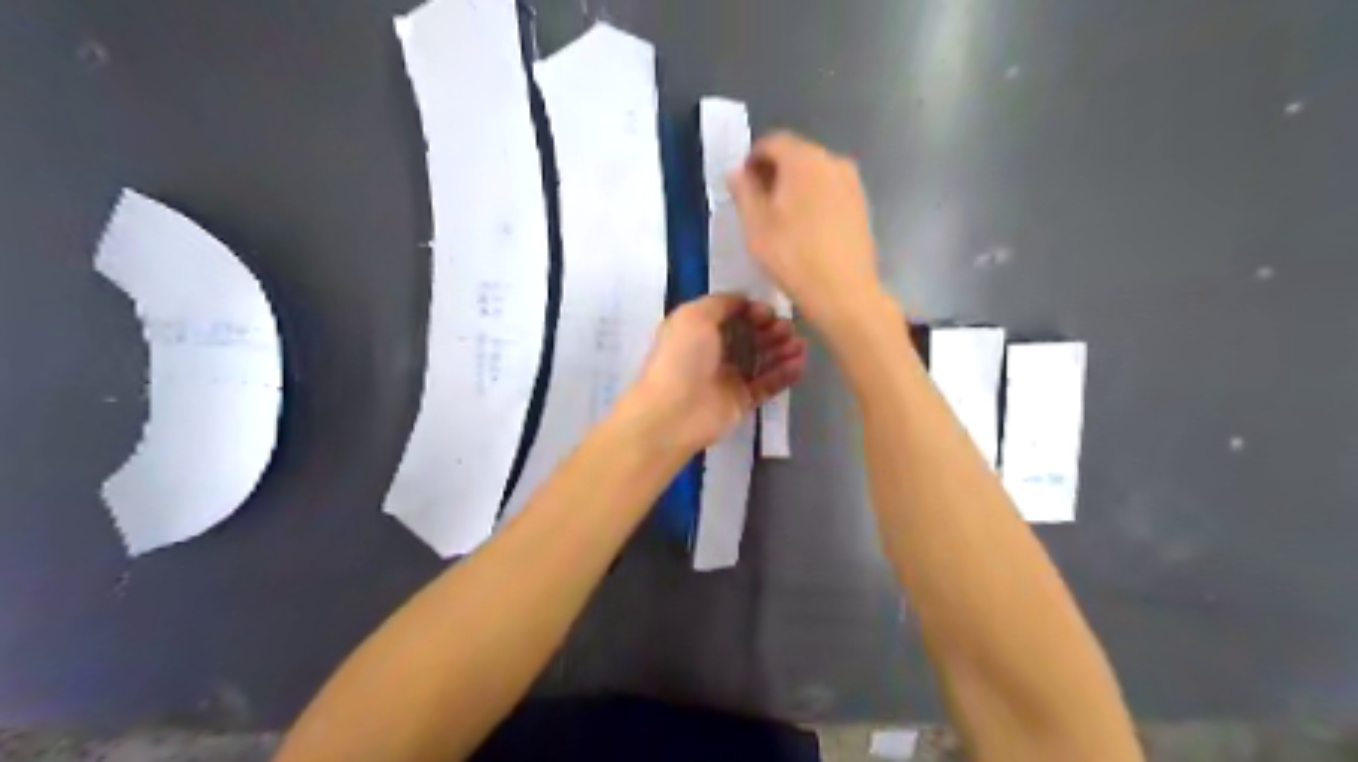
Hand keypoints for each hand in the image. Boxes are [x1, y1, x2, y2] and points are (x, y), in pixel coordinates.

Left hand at [629, 294, 802, 454]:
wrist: (674, 412)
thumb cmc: (681, 358)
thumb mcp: (694, 316)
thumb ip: (720, 303)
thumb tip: (743, 301)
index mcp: (698, 330)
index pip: (732, 315)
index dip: (751, 311)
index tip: (768, 312)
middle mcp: (713, 352)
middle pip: (750, 336)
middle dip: (771, 329)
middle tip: (788, 328)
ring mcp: (729, 378)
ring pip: (761, 359)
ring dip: (782, 349)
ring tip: (800, 345)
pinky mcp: (741, 401)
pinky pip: (767, 385)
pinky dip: (784, 374)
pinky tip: (800, 364)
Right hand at [732, 130, 892, 344]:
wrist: (844, 293)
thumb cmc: (793, 257)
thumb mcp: (755, 226)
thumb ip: (744, 191)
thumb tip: (737, 172)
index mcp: (804, 160)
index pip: (772, 142)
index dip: (752, 160)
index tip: (741, 186)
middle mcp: (833, 161)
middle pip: (796, 155)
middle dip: (774, 173)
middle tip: (757, 205)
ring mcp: (852, 183)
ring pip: (815, 174)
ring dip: (795, 188)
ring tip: (781, 221)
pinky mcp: (862, 205)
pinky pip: (830, 192)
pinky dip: (814, 201)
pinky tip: (806, 230)